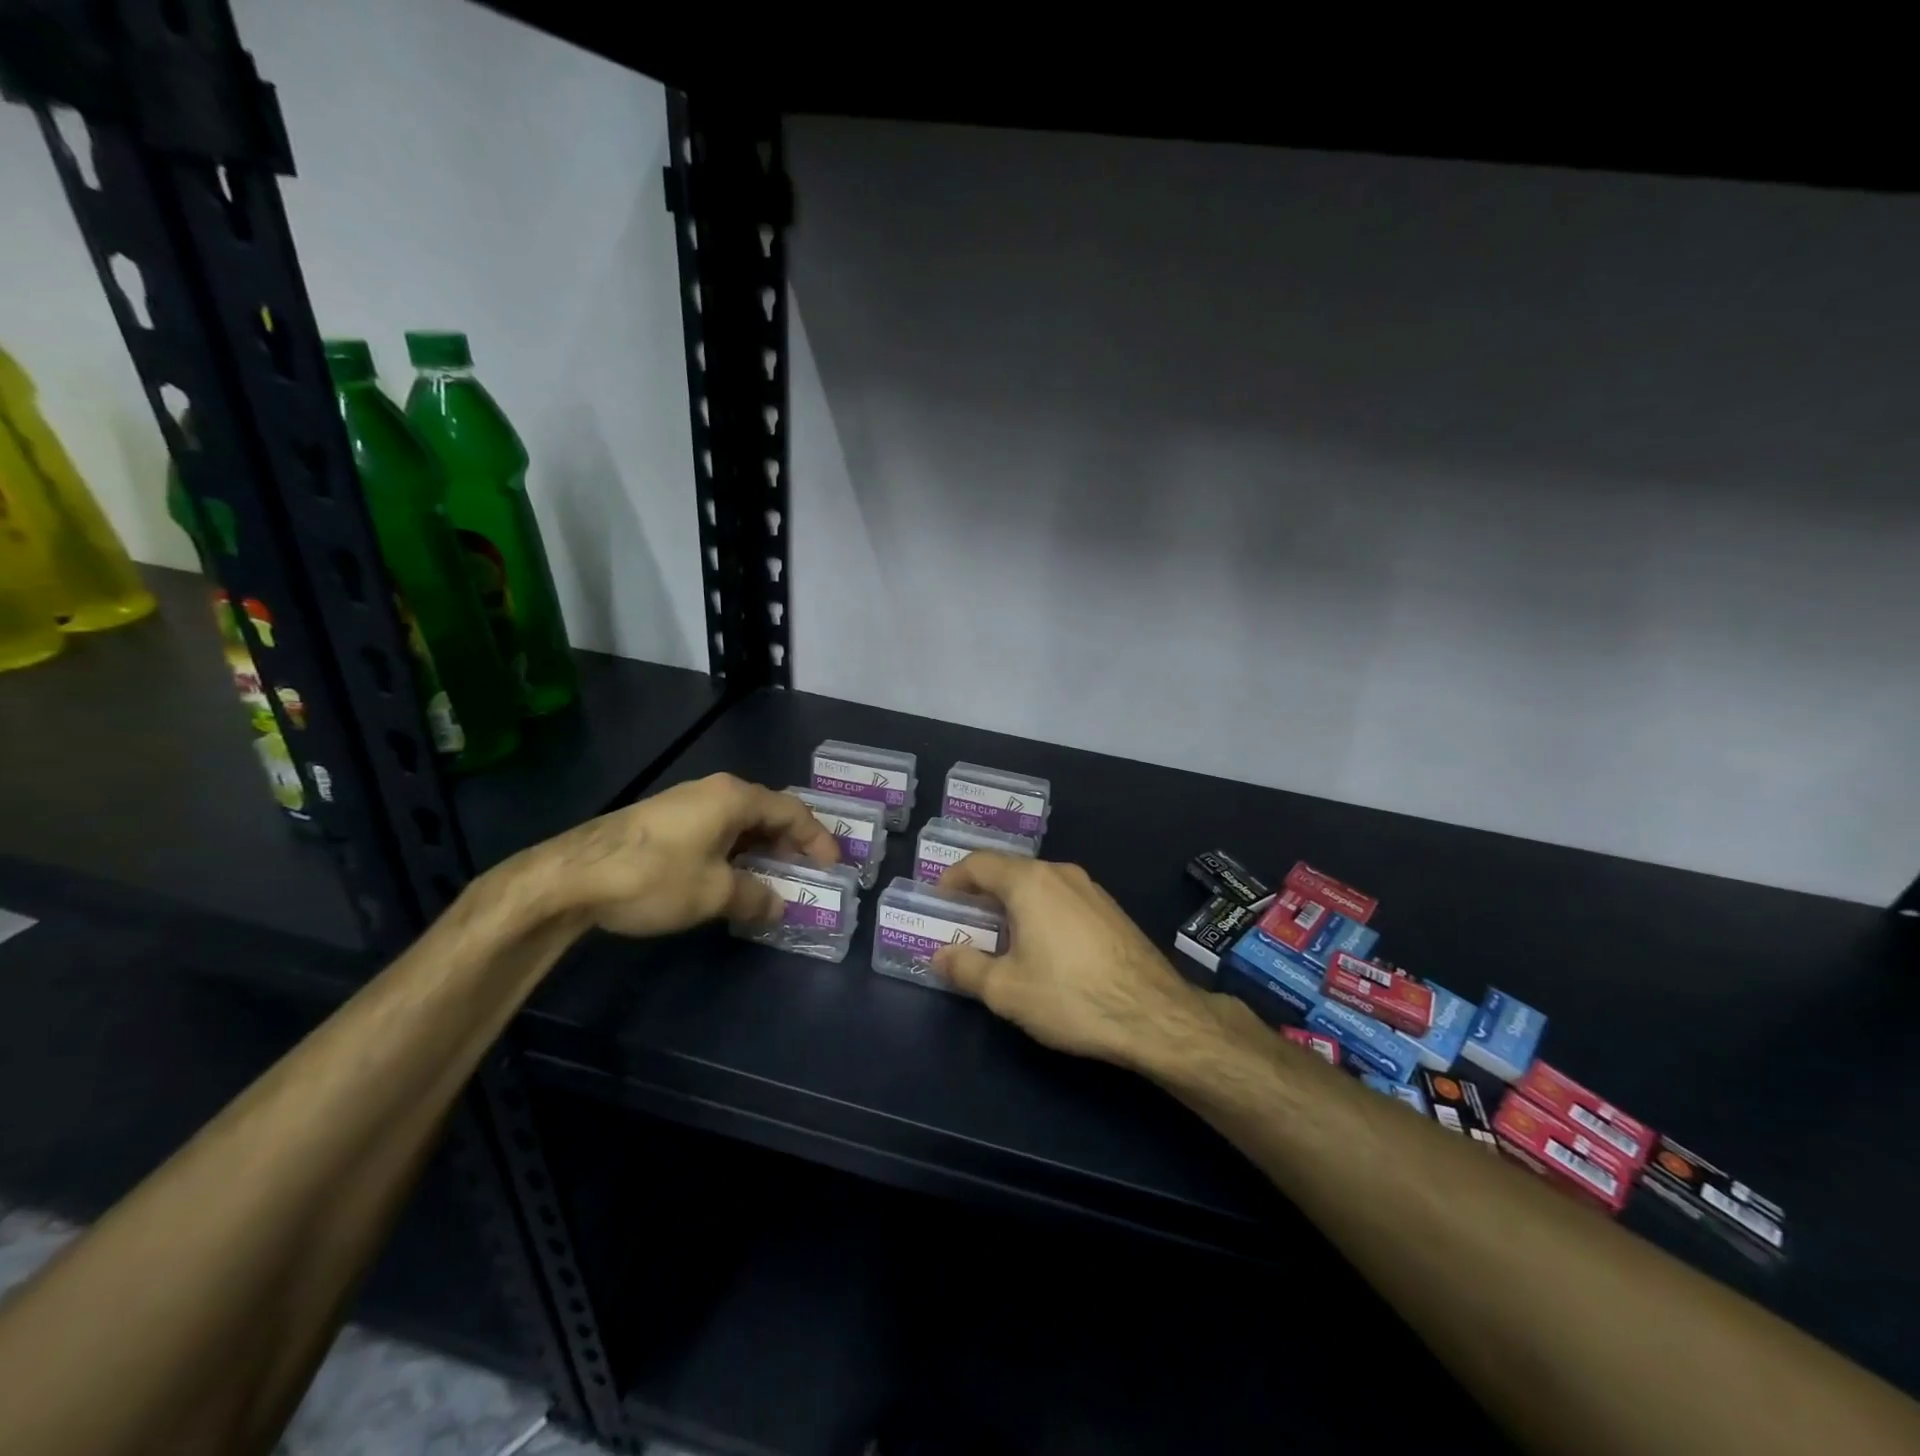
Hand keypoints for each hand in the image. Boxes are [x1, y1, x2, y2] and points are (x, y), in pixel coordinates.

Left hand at [521, 773, 838, 937]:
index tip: (833, 865)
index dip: (817, 837)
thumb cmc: (654, 877)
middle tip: (807, 871)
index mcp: (734, 798)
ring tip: (774, 877)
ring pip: (739, 822)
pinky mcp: (662, 820)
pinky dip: (734, 850)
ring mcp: (685, 802)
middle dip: (790, 842)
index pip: (792, 811)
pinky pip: (715, 829)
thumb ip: (754, 896)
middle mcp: (713, 790)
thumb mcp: (713, 893)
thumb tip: (777, 905)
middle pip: (766, 812)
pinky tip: (730, 876)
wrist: (570, 876)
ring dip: (760, 848)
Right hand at [932, 853, 1207, 1067]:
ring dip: (1012, 903)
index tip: (938, 900)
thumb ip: (965, 967)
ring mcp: (1091, 889)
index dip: (952, 878)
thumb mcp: (1006, 990)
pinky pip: (1062, 899)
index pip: (979, 863)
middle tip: (962, 922)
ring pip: (1038, 885)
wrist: (1155, 1015)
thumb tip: (939, 955)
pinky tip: (1042, 948)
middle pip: (1010, 871)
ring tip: (999, 938)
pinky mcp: (1111, 910)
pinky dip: (1040, 912)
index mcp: (1030, 882)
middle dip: (981, 893)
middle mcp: (1061, 873)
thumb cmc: (1070, 996)